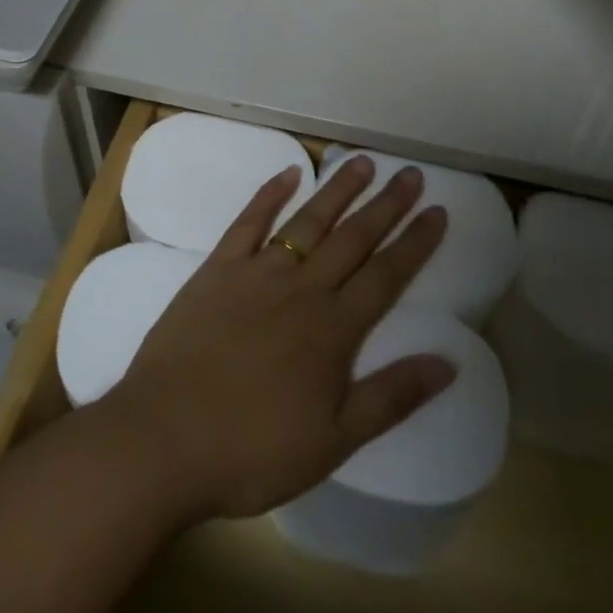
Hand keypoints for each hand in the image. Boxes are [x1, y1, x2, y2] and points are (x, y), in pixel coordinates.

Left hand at [102, 156, 453, 521]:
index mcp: (333, 329)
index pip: (386, 275)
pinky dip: (270, 194)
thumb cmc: (252, 450)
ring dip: (338, 190)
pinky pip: (248, 222)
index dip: (415, 243)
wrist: (164, 439)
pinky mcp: (217, 269)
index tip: (438, 211)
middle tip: (411, 174)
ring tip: (363, 162)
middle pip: (353, 238)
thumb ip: (391, 397)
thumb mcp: (333, 441)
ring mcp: (257, 272)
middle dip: (386, 206)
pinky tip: (289, 172)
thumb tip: (448, 362)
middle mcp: (301, 288)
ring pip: (308, 221)